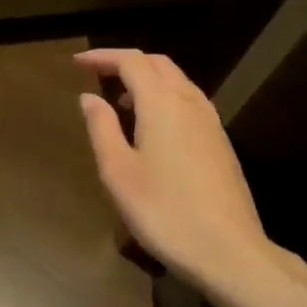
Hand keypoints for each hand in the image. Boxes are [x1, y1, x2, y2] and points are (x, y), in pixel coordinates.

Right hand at [74, 48, 299, 297]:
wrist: (228, 250)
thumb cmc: (164, 212)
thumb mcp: (119, 172)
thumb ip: (102, 128)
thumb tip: (89, 97)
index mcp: (162, 103)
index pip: (132, 61)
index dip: (103, 57)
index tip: (78, 62)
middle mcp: (190, 102)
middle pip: (158, 64)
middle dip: (127, 63)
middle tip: (98, 75)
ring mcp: (211, 122)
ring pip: (178, 82)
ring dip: (148, 80)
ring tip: (121, 102)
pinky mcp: (221, 142)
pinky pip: (189, 102)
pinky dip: (165, 98)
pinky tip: (152, 128)